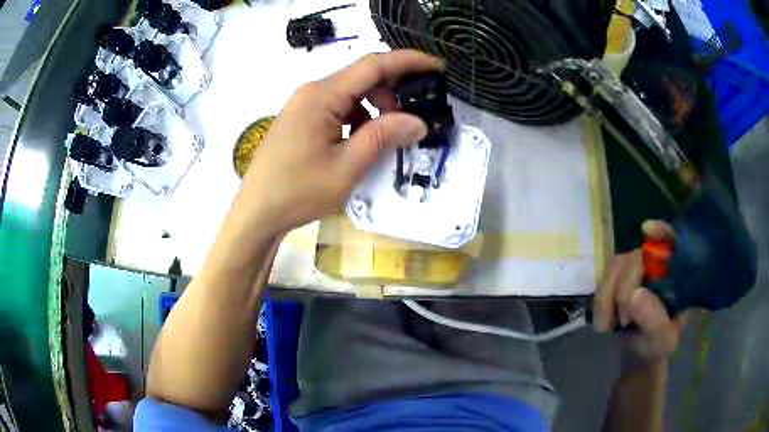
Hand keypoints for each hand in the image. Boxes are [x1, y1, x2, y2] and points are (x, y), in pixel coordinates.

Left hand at [239, 50, 441, 232]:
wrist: (256, 213)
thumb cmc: (297, 191)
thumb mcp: (347, 167)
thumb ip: (383, 137)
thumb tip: (418, 121)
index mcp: (322, 95)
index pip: (373, 65)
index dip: (409, 61)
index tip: (437, 67)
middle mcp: (312, 92)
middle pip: (362, 77)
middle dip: (393, 92)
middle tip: (414, 118)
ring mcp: (304, 105)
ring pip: (351, 94)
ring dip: (376, 108)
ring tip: (388, 137)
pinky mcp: (302, 119)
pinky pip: (338, 109)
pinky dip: (359, 119)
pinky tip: (362, 143)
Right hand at [594, 220, 688, 364]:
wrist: (636, 357)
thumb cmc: (656, 348)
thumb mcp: (661, 341)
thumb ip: (654, 321)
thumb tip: (636, 295)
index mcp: (678, 275)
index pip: (675, 242)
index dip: (662, 231)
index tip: (646, 230)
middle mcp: (659, 266)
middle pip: (638, 256)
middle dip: (626, 287)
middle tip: (623, 321)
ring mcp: (638, 271)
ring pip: (618, 265)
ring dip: (608, 296)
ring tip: (607, 326)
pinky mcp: (619, 279)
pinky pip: (604, 278)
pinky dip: (600, 300)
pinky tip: (602, 323)